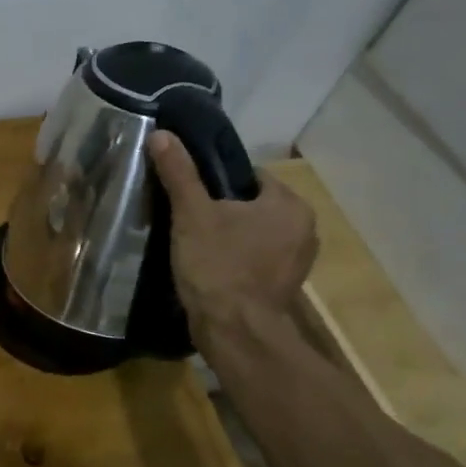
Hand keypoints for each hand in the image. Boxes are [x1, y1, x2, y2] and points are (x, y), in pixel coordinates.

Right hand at [147, 131, 318, 345]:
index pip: (250, 175)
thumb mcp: (192, 213)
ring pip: (254, 232)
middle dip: (222, 209)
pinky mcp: (284, 286)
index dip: (215, 180)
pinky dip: (235, 258)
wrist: (235, 333)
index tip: (189, 192)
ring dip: (229, 234)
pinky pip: (256, 258)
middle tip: (186, 217)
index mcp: (289, 204)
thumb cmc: (218, 266)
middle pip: (252, 204)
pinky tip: (209, 266)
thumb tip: (161, 134)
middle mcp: (304, 229)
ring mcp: (297, 261)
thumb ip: (179, 172)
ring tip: (194, 241)